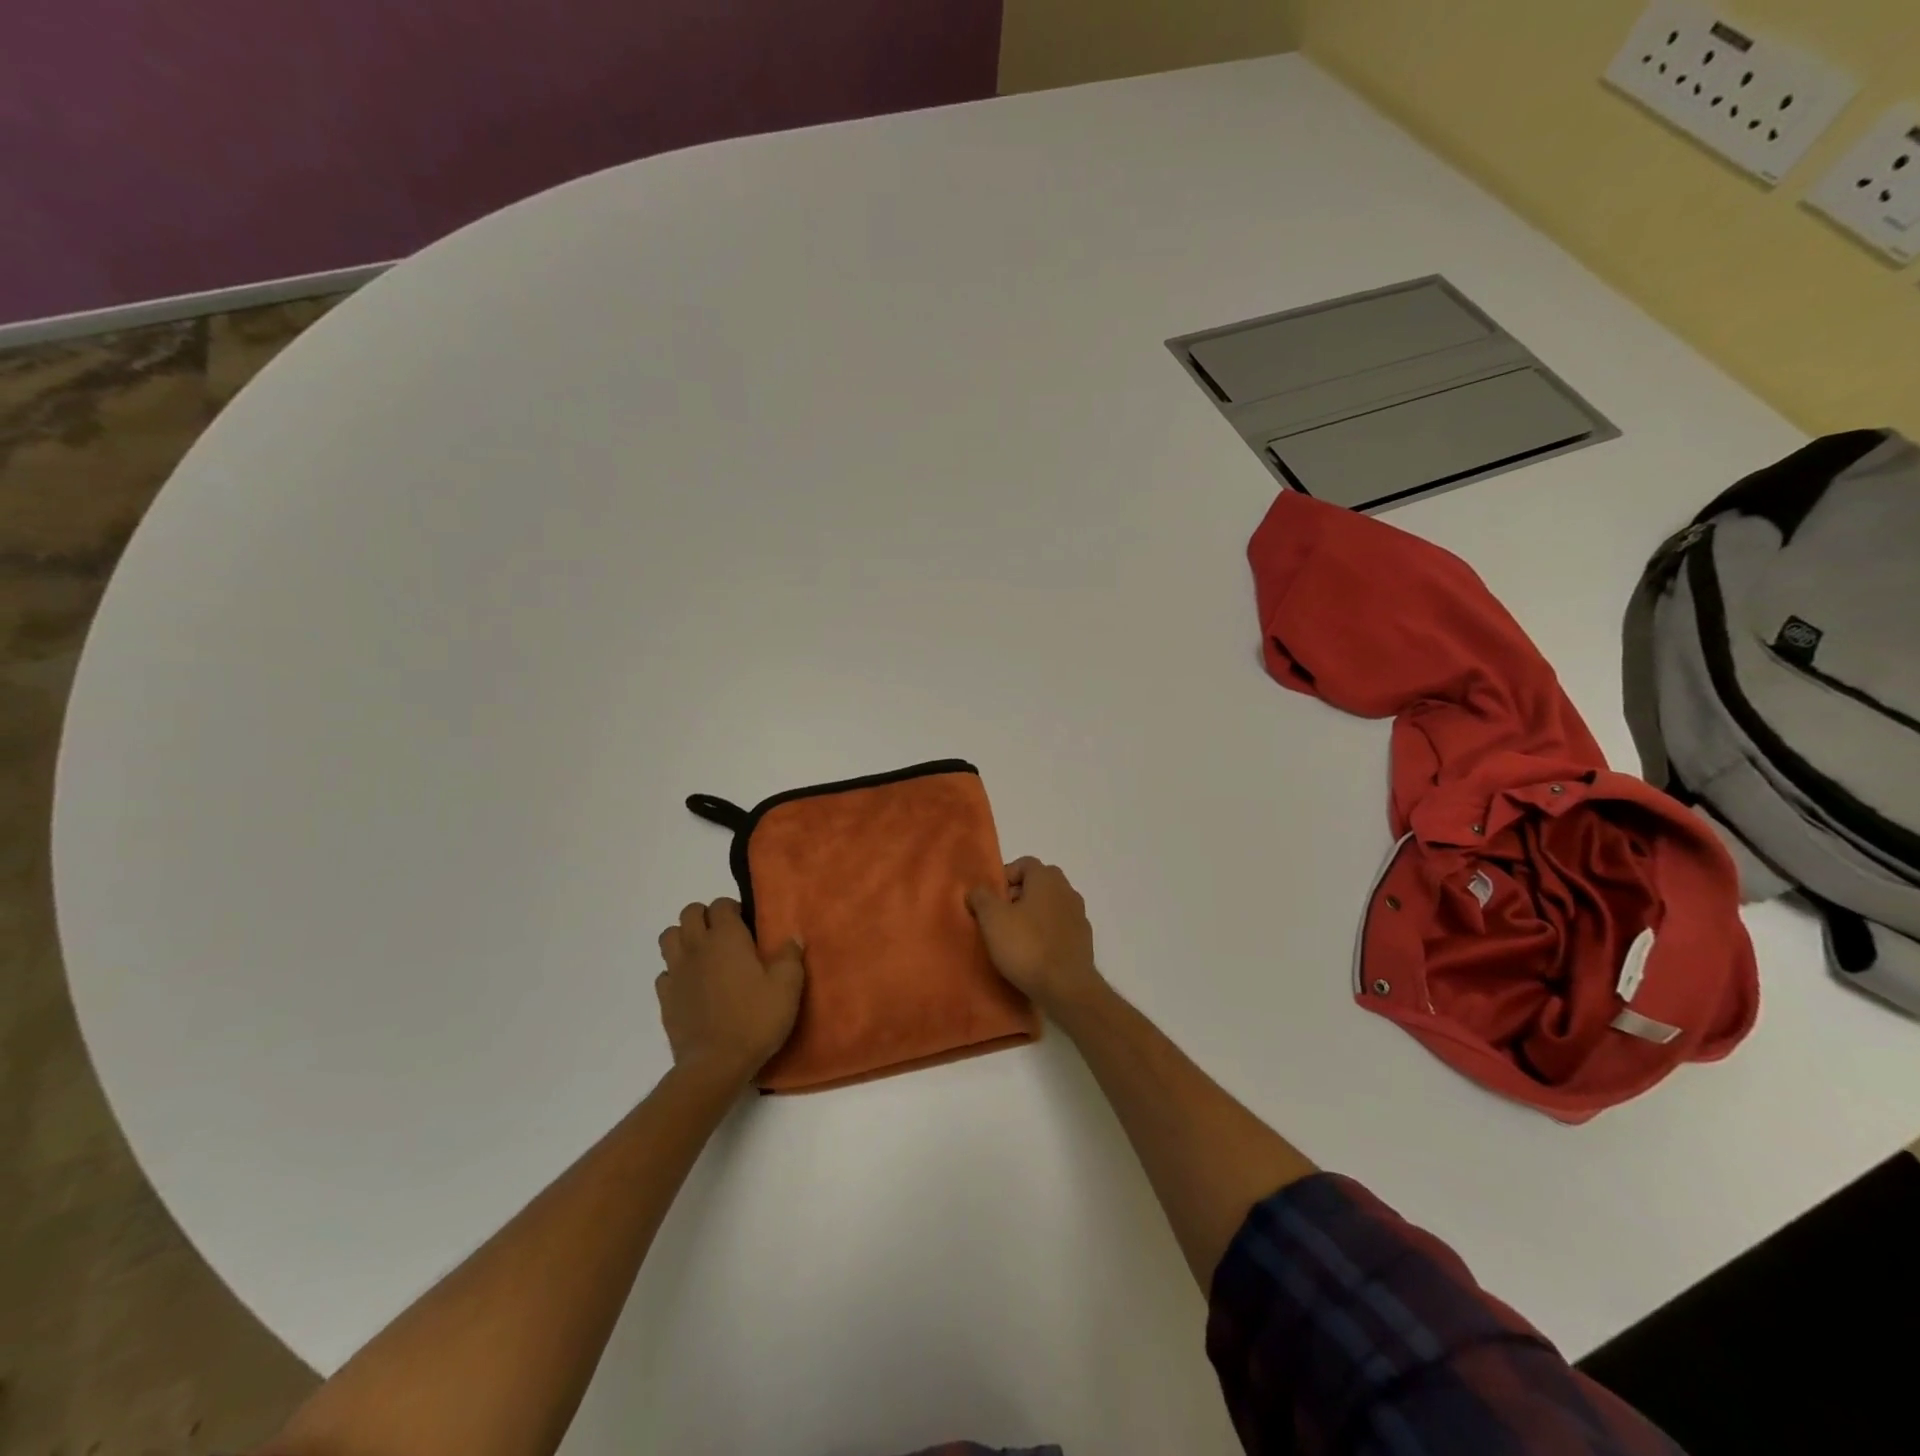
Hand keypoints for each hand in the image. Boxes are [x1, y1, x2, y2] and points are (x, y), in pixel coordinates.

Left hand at [655, 899, 804, 1086]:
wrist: (716, 1064)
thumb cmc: (755, 1019)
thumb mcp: (787, 987)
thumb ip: (790, 956)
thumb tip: (792, 936)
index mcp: (726, 937)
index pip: (721, 904)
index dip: (733, 909)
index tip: (747, 925)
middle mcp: (697, 947)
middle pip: (689, 913)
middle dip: (705, 916)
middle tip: (724, 935)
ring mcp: (676, 972)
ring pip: (668, 937)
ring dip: (684, 938)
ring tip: (704, 954)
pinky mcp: (665, 998)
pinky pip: (664, 972)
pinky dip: (675, 972)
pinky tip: (692, 986)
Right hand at [966, 858, 1103, 1014]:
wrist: (1067, 988)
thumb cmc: (1027, 946)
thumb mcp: (992, 919)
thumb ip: (981, 897)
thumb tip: (976, 890)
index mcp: (1047, 878)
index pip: (1025, 863)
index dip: (1005, 877)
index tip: (991, 899)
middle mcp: (1067, 890)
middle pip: (1039, 883)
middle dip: (1018, 895)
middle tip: (1000, 917)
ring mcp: (1079, 916)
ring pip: (1050, 905)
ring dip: (1033, 915)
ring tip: (1015, 938)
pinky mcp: (1084, 940)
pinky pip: (1060, 927)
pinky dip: (1046, 933)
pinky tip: (1034, 953)